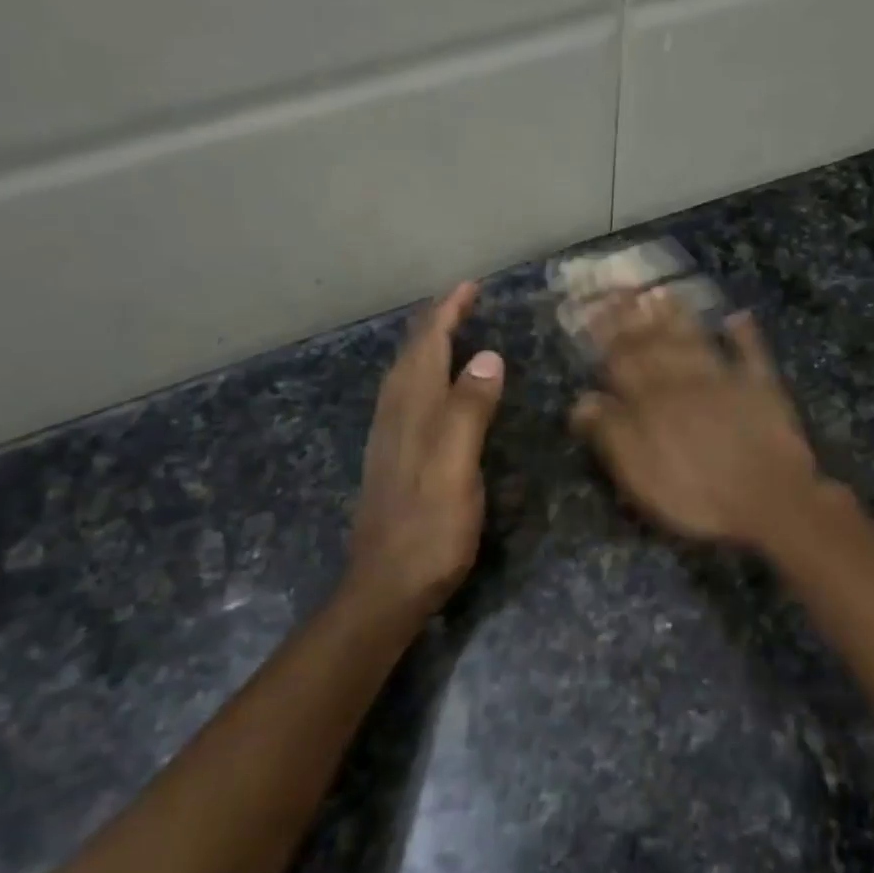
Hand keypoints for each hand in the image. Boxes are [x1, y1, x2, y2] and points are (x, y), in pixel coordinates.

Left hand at [347, 281, 504, 610]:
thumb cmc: (430, 530)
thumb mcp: (456, 469)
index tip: (470, 286)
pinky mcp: (393, 460)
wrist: (387, 586)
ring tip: (448, 331)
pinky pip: (406, 399)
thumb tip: (487, 357)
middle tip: (462, 300)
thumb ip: (468, 412)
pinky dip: (422, 376)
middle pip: (411, 356)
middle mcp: (395, 417)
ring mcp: (389, 440)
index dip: (447, 313)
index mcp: (412, 412)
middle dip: (435, 322)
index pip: (428, 347)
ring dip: (425, 347)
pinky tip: (431, 390)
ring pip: (404, 377)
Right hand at [570, 289, 828, 547]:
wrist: (771, 501)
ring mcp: (726, 380)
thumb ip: (612, 434)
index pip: (621, 361)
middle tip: (618, 287)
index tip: (590, 307)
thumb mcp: (641, 476)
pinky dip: (744, 334)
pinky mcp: (762, 388)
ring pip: (695, 340)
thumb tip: (582, 400)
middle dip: (633, 315)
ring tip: (661, 292)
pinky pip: (751, 353)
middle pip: (654, 344)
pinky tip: (737, 316)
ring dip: (677, 316)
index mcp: (651, 403)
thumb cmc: (698, 496)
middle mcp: (684, 382)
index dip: (604, 334)